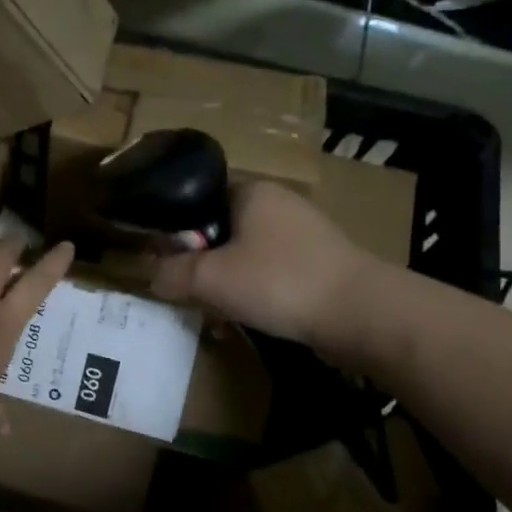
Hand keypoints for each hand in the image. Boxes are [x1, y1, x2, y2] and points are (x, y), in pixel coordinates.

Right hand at [151, 181, 369, 345]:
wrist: (360, 313)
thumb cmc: (278, 281)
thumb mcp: (210, 278)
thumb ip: (172, 273)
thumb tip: (151, 276)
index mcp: (251, 190)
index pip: (199, 199)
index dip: (178, 231)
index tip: (167, 263)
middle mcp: (279, 203)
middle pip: (222, 231)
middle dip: (203, 266)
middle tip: (191, 295)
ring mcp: (304, 233)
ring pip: (247, 256)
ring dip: (228, 285)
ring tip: (219, 316)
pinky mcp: (321, 263)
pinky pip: (273, 274)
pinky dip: (257, 294)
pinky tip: (250, 321)